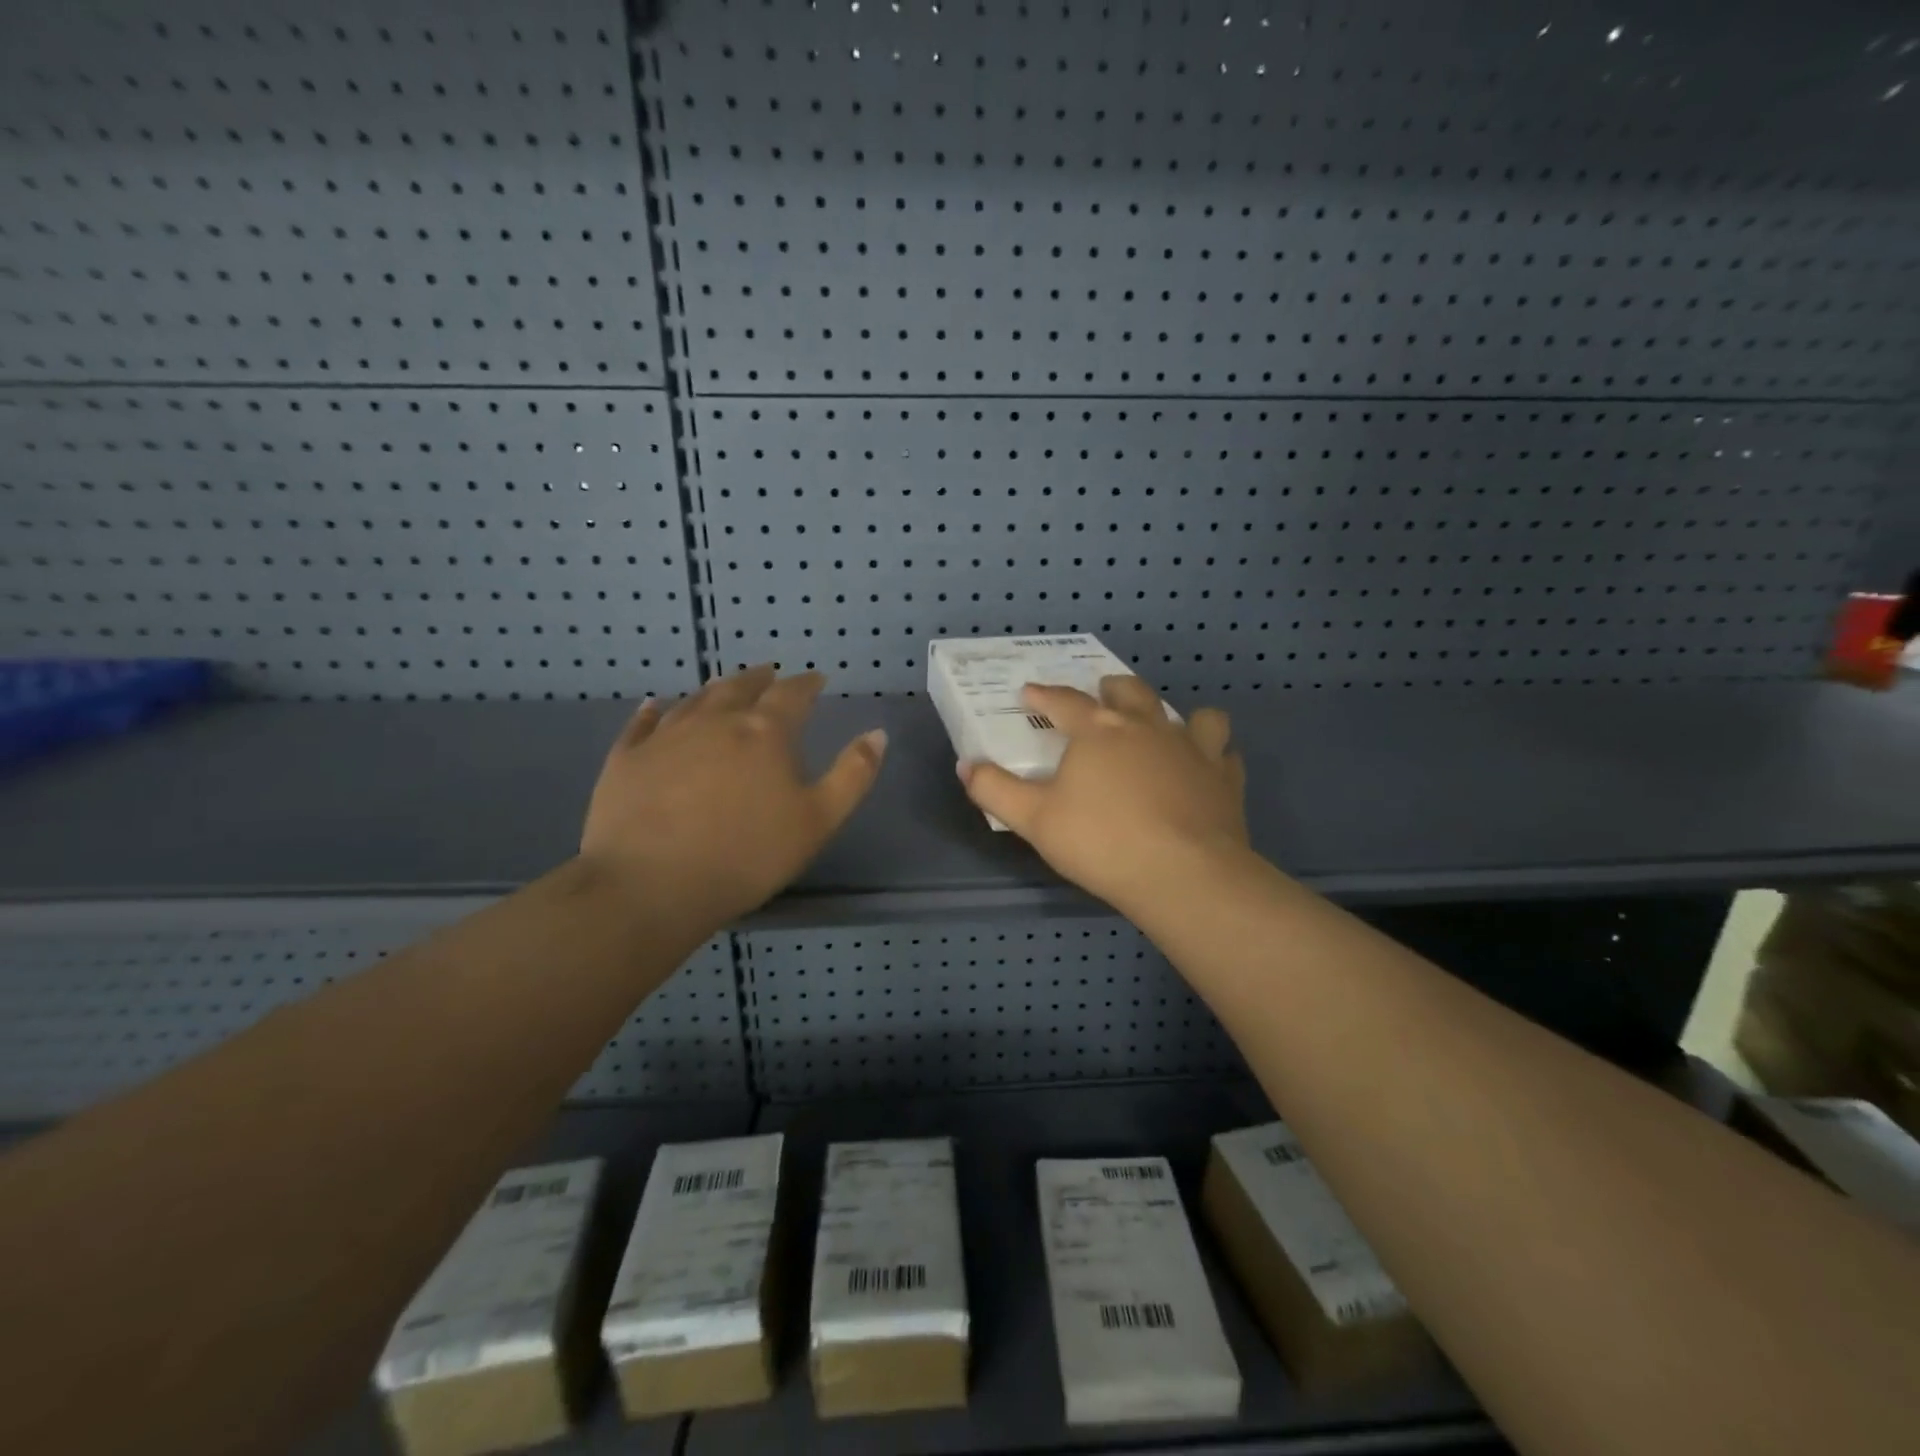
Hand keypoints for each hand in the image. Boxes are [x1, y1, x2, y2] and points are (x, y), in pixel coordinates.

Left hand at [579, 666, 886, 930]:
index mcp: (765, 732)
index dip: (807, 684)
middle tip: (770, 674)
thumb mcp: (819, 820)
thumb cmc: (747, 855)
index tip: (817, 679)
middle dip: (760, 679)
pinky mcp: (626, 759)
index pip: (792, 695)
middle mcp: (715, 721)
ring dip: (715, 689)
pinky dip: (653, 711)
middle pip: (741, 688)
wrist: (650, 885)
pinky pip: (642, 724)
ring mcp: (666, 736)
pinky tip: (655, 706)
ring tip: (725, 685)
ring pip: (695, 700)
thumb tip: (877, 733)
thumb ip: (852, 774)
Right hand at [960, 676, 1247, 912]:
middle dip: (1112, 689)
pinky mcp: (1226, 779)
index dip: (1044, 694)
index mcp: (1099, 731)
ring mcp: (1193, 750)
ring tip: (1166, 729)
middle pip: (1130, 692)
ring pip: (1193, 716)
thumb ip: (996, 790)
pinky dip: (1214, 756)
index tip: (1030, 691)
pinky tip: (1206, 769)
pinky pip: (1225, 754)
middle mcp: (1148, 728)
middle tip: (1102, 695)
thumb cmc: (1102, 842)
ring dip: (1178, 716)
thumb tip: (966, 765)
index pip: (1064, 702)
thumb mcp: (1034, 820)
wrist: (1184, 874)